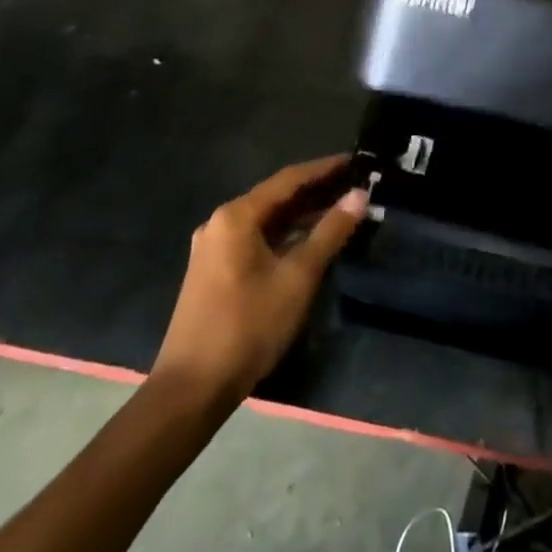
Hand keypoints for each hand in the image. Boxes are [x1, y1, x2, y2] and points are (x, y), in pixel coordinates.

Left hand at [151, 156, 367, 412]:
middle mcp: (221, 223)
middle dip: (316, 190)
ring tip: (340, 209)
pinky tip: (309, 240)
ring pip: (266, 219)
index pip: (289, 179)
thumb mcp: (298, 277)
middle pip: (276, 197)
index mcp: (237, 216)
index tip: (356, 162)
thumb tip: (359, 195)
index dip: (325, 169)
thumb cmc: (248, 325)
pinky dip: (285, 234)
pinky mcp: (213, 270)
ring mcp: (213, 248)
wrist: (191, 389)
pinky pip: (256, 238)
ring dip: (301, 214)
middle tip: (354, 185)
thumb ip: (330, 232)